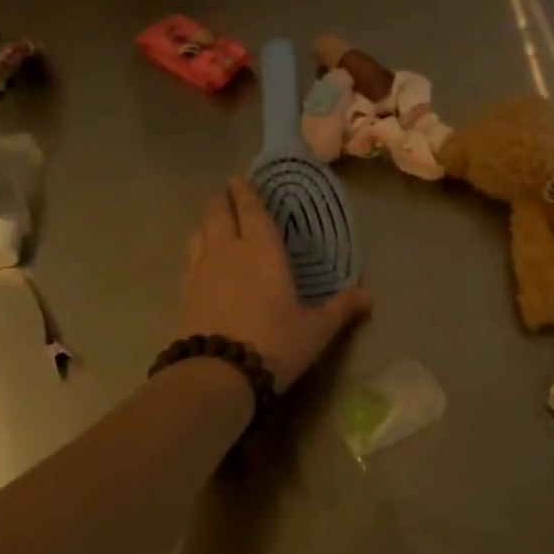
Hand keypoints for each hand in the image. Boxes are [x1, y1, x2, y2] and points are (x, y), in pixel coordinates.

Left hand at [176, 178, 371, 391]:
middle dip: (223, 200)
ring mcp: (201, 271)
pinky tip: (200, 261)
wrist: (217, 376)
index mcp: (263, 250)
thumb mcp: (316, 329)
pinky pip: (189, 259)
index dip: (245, 192)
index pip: (251, 210)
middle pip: (219, 214)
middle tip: (227, 194)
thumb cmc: (274, 343)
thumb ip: (341, 309)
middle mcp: (229, 251)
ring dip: (206, 223)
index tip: (239, 178)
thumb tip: (370, 297)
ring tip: (213, 222)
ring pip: (199, 233)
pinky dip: (195, 251)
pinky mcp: (183, 293)